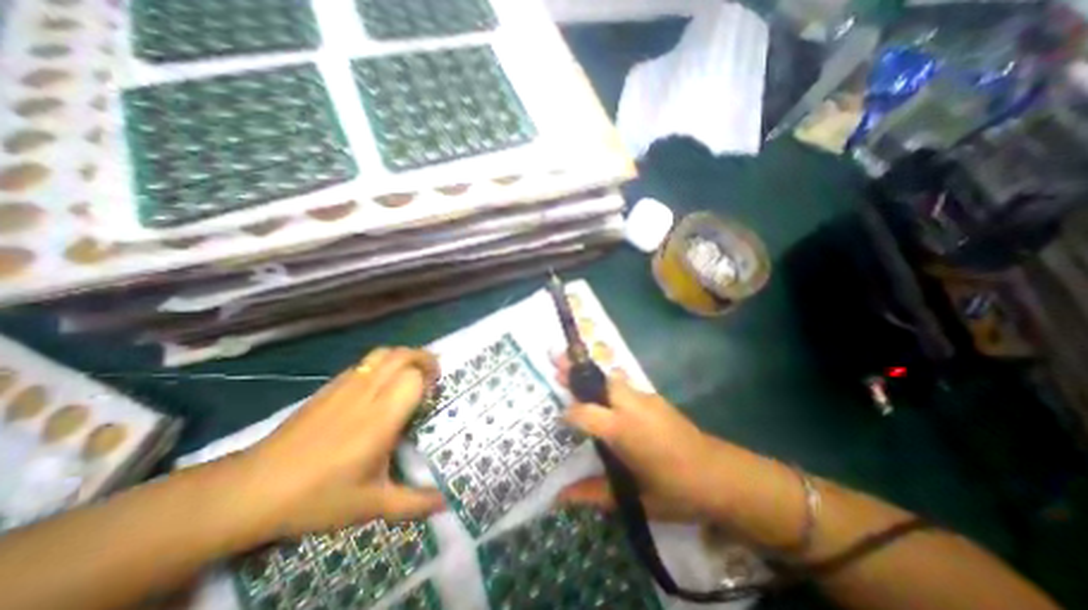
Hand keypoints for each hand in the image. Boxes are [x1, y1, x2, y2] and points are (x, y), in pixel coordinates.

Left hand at [236, 346, 443, 541]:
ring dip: (404, 356)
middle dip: (424, 359)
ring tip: (411, 373)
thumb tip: (446, 504)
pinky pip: (365, 362)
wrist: (250, 490)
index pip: (414, 378)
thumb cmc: (317, 498)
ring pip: (383, 354)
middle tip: (432, 376)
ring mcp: (345, 386)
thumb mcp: (370, 505)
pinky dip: (383, 363)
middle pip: (402, 356)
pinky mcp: (329, 386)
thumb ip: (413, 503)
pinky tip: (381, 383)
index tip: (434, 393)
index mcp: (381, 419)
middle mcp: (367, 394)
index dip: (429, 379)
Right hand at [552, 355, 719, 522]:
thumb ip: (593, 492)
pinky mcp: (655, 397)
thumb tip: (559, 497)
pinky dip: (609, 383)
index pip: (585, 412)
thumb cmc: (675, 491)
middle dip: (574, 370)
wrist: (720, 475)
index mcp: (623, 429)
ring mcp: (645, 397)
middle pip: (598, 380)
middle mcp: (631, 405)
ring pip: (612, 377)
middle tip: (553, 356)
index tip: (559, 417)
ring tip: (571, 367)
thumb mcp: (633, 498)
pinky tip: (604, 392)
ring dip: (591, 375)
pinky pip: (625, 384)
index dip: (569, 413)